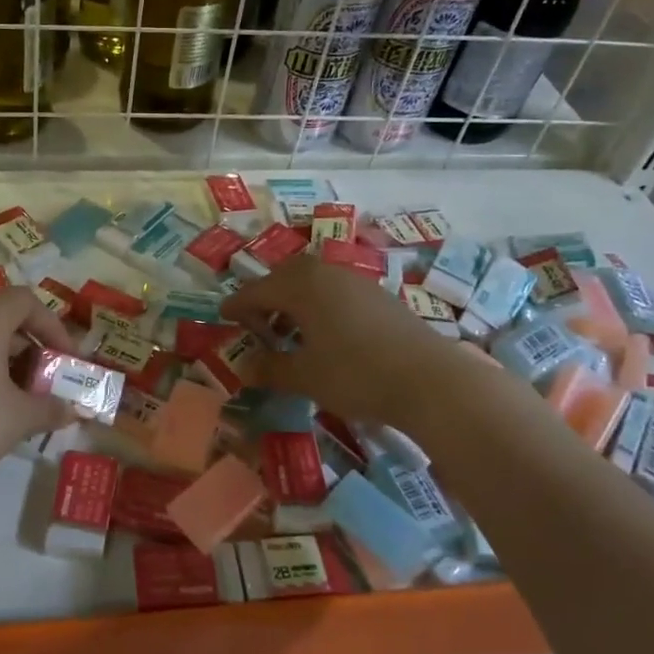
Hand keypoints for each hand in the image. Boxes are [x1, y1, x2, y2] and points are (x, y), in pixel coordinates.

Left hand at [0, 289, 77, 491]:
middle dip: (31, 350)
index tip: (66, 359)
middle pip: (3, 320)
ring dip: (4, 365)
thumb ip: (50, 409)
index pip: (27, 300)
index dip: (53, 325)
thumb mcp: (17, 419)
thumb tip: (72, 410)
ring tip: (16, 403)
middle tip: (44, 384)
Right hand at [221, 257, 442, 426]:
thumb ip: (271, 368)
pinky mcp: (379, 295)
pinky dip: (319, 305)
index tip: (222, 317)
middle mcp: (326, 273)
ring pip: (312, 282)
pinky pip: (335, 291)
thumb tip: (245, 368)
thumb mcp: (306, 376)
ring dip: (294, 301)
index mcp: (300, 285)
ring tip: (290, 331)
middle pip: (284, 277)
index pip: (256, 290)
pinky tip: (326, 334)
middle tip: (256, 325)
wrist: (431, 380)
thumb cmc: (356, 374)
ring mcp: (356, 281)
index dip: (236, 306)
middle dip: (266, 298)